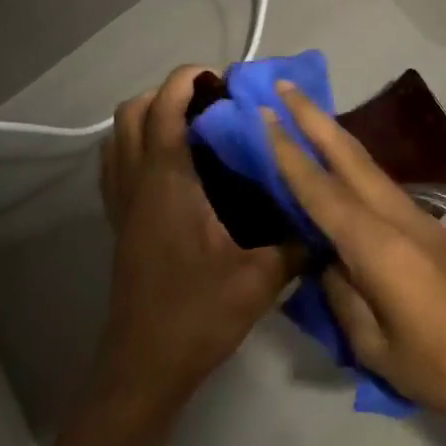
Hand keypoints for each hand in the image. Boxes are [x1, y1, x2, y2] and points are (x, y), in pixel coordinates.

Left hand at [95, 66, 294, 417]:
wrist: (144, 368)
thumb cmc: (198, 315)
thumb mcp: (260, 279)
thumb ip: (297, 244)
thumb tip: (327, 221)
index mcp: (168, 186)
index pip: (164, 112)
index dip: (185, 82)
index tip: (219, 77)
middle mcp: (138, 186)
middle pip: (132, 115)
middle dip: (167, 95)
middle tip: (212, 105)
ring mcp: (123, 206)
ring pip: (118, 139)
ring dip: (149, 119)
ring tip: (195, 128)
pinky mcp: (120, 225)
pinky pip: (118, 166)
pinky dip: (139, 147)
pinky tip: (177, 168)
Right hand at [265, 84, 445, 435]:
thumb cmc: (440, 365)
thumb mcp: (375, 345)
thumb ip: (342, 296)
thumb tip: (326, 261)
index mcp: (377, 246)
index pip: (321, 190)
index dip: (289, 152)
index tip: (265, 114)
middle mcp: (397, 218)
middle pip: (350, 157)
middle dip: (314, 118)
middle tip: (283, 85)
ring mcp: (420, 219)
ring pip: (369, 167)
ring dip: (336, 137)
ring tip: (305, 116)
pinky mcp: (432, 230)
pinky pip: (383, 188)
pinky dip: (355, 167)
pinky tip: (341, 170)